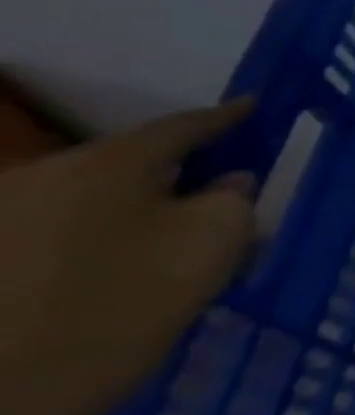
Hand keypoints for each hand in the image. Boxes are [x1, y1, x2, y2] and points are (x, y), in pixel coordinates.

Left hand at [0, 98, 257, 414]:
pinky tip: (111, 278)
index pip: (183, 126)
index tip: (256, 107)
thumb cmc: (122, 306)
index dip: (227, 117)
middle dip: (173, 175)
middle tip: (214, 194)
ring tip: (164, 245)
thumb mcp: (213, 243)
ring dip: (129, 214)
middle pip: (125, 164)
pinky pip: (52, 238)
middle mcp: (38, 179)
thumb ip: (234, 199)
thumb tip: (225, 184)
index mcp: (105, 163)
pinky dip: (92, 245)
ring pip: (86, 202)